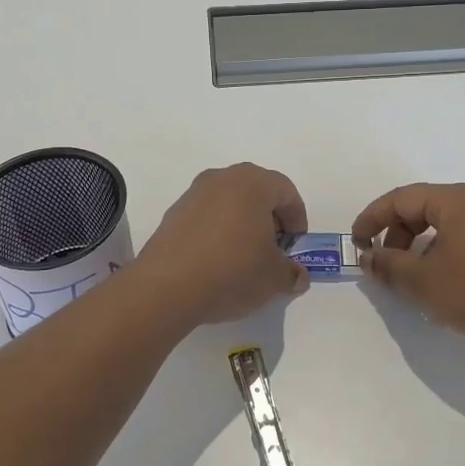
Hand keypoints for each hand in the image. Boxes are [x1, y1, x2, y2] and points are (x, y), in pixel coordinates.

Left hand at [133, 163, 310, 325]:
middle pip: (256, 192)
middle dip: (270, 218)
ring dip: (243, 224)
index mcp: (252, 183)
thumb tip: (297, 276)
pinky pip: (206, 216)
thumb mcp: (273, 277)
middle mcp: (222, 178)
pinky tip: (218, 261)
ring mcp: (193, 194)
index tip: (296, 244)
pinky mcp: (173, 214)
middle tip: (274, 248)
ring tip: (246, 257)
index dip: (297, 217)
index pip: (286, 191)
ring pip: (229, 202)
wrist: (167, 286)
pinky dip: (218, 231)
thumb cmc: (232, 270)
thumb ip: (291, 273)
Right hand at [352, 182, 464, 360]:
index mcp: (454, 200)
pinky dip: (440, 254)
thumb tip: (369, 257)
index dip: (372, 219)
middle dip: (395, 234)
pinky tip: (439, 284)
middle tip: (383, 265)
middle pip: (421, 208)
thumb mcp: (424, 281)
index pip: (400, 198)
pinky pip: (461, 239)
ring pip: (442, 226)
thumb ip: (389, 266)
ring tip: (409, 279)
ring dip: (417, 247)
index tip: (355, 243)